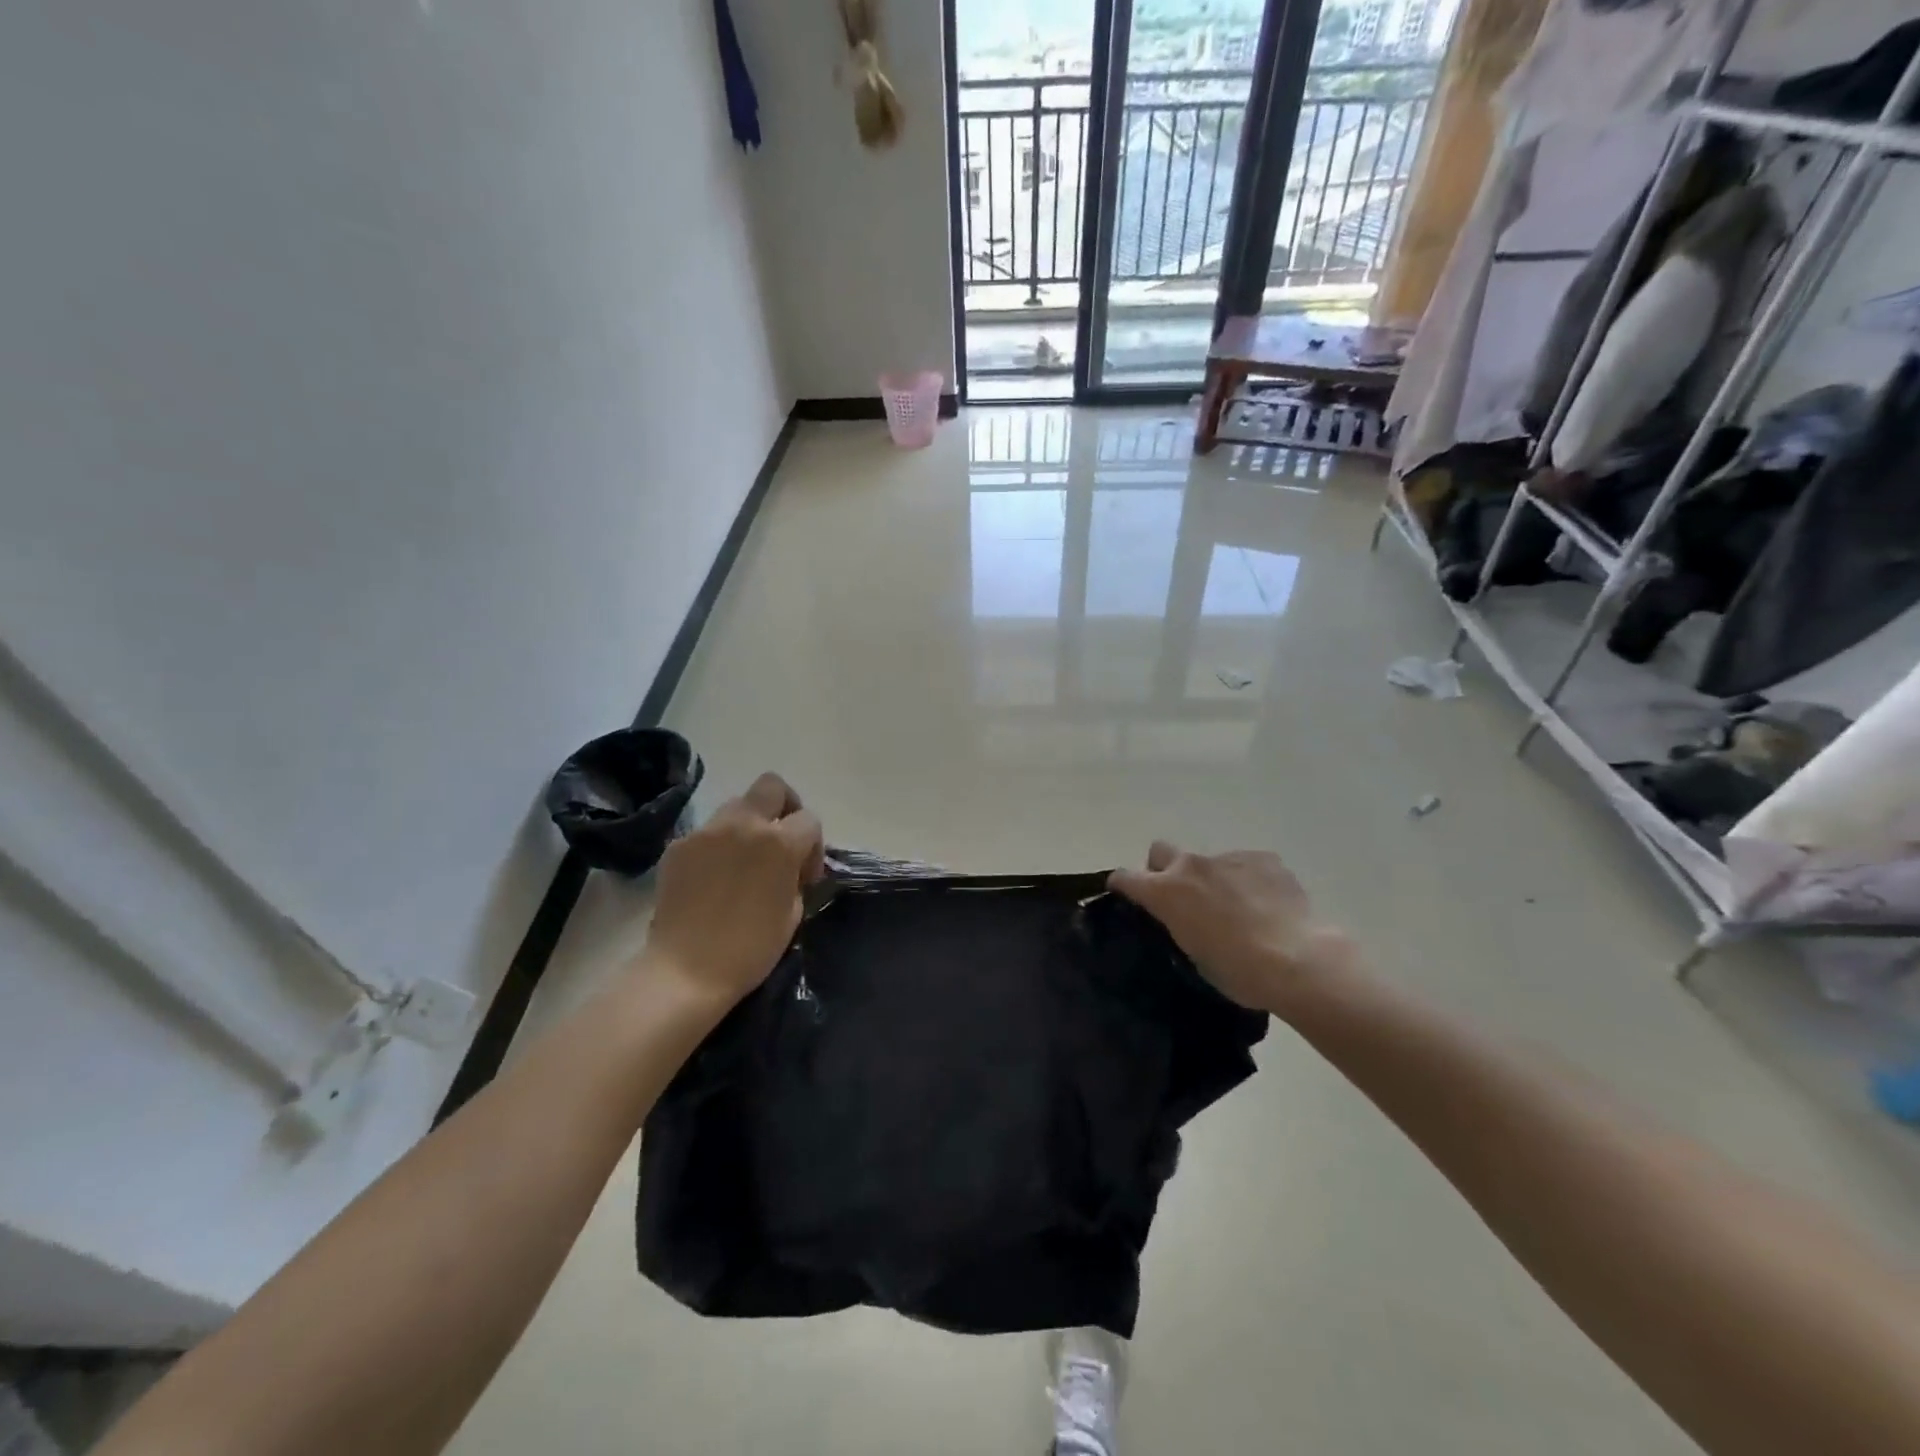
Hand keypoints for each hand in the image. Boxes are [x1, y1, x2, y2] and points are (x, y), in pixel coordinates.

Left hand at [644, 772, 824, 1005]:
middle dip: (784, 806)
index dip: (813, 846)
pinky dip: (717, 846)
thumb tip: (789, 867)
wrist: (685, 971)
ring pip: (736, 806)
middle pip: (771, 786)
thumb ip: (795, 876)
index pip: (809, 819)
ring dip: (748, 825)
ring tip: (744, 861)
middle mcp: (743, 824)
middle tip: (780, 841)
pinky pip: (707, 833)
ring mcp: (706, 831)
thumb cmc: (750, 949)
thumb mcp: (792, 913)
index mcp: (779, 842)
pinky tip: (713, 878)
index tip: (804, 875)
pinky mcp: (678, 845)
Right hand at [1109, 841, 1354, 1015]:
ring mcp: (1228, 858)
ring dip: (1212, 879)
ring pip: (1208, 861)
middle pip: (1161, 851)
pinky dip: (1248, 880)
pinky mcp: (1263, 858)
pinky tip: (1266, 905)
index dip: (1123, 886)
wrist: (1299, 960)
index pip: (1124, 877)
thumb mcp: (1193, 956)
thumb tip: (1186, 920)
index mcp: (1165, 892)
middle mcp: (1190, 866)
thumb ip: (1180, 926)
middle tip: (1182, 898)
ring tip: (1237, 909)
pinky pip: (1246, 864)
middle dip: (1164, 869)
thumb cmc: (1238, 971)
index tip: (1127, 897)